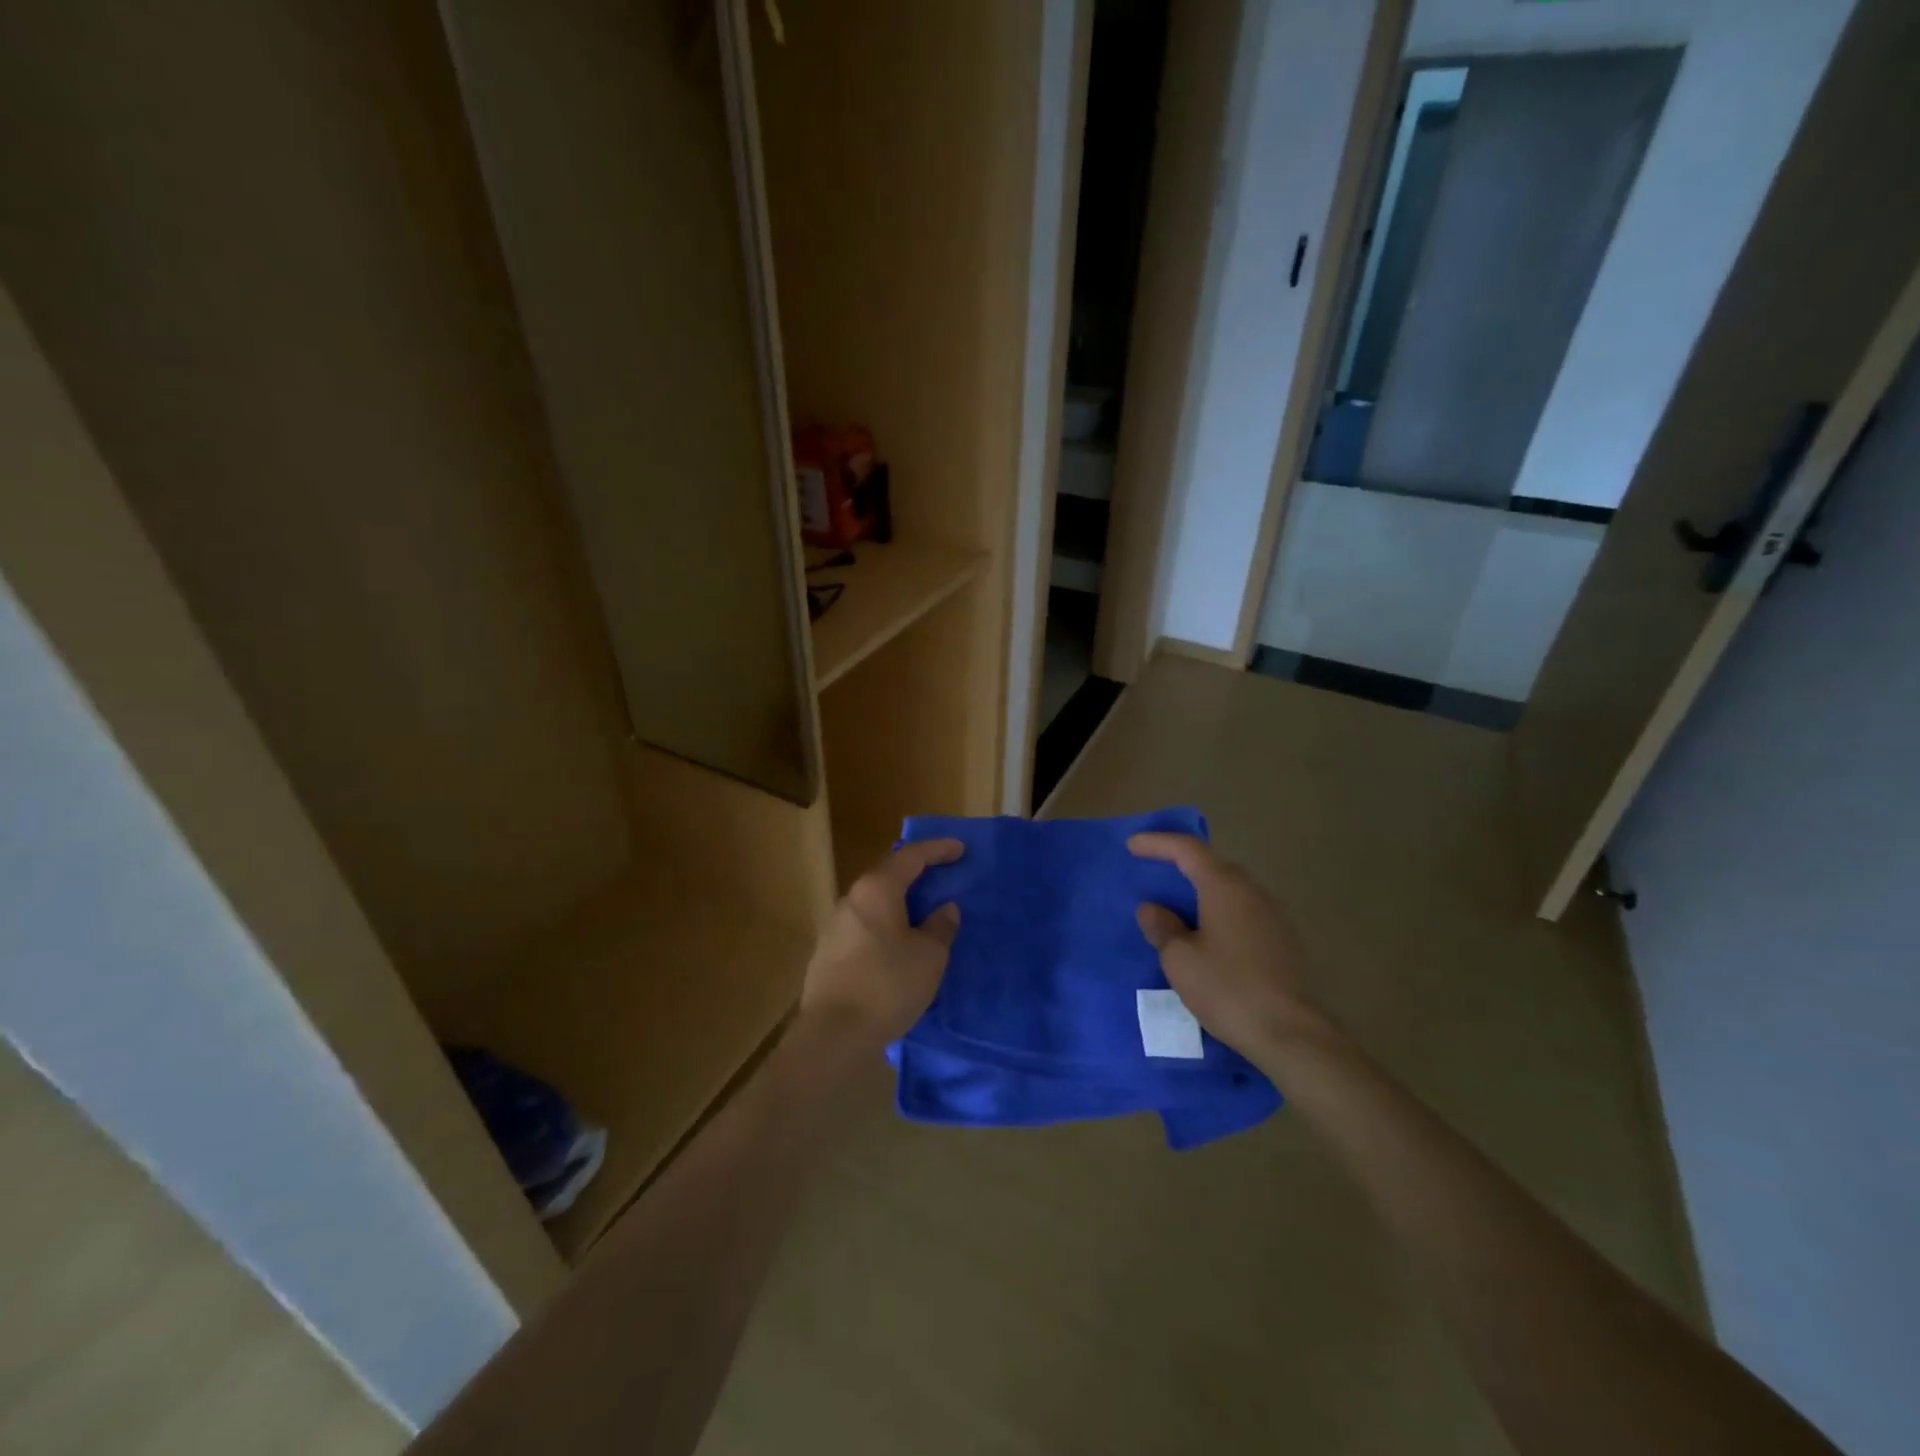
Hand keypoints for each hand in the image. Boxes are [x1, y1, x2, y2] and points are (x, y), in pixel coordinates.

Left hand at [800, 839, 963, 1046]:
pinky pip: (864, 927)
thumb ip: (940, 927)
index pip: (911, 856)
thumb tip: (945, 909)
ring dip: (899, 903)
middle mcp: (851, 899)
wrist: (833, 1034)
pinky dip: (885, 926)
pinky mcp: (827, 953)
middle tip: (942, 878)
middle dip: (916, 874)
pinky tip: (897, 946)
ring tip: (922, 915)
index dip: (938, 850)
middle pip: (888, 876)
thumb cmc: (887, 986)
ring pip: (874, 903)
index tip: (960, 849)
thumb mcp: (929, 957)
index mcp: (877, 890)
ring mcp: (834, 925)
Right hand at [1129, 833, 1335, 1070]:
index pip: (1187, 849)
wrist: (1290, 1034)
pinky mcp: (1282, 940)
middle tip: (1153, 869)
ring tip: (1177, 903)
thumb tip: (1152, 909)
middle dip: (1181, 863)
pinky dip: (1218, 910)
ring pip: (1230, 889)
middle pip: (1212, 864)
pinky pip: (1242, 911)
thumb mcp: (1180, 960)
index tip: (1132, 845)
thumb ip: (1163, 927)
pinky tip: (1207, 932)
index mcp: (1224, 887)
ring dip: (1201, 889)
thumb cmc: (1228, 989)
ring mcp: (1272, 915)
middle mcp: (1252, 891)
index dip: (1157, 842)